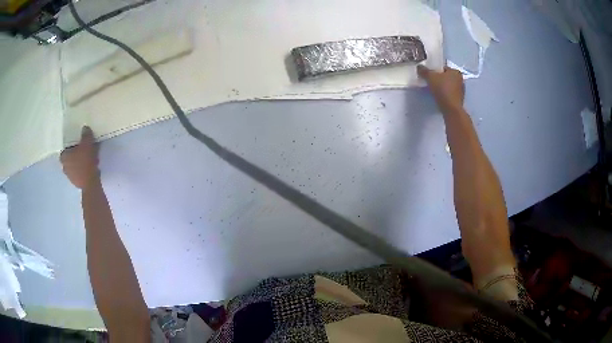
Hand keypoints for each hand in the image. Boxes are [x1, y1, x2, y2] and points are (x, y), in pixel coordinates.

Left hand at [61, 126, 99, 189]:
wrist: (90, 182)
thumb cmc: (85, 161)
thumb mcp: (87, 143)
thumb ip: (86, 135)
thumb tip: (85, 128)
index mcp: (64, 157)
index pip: (65, 149)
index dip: (70, 146)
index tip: (77, 145)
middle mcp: (64, 167)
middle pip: (69, 159)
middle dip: (75, 155)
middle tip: (82, 152)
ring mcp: (70, 177)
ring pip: (74, 167)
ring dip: (79, 164)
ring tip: (87, 160)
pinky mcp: (76, 183)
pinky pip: (79, 174)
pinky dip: (82, 171)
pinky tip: (89, 168)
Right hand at [417, 65, 464, 112]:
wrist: (451, 109)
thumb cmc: (443, 90)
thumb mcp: (430, 78)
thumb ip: (424, 71)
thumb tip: (419, 67)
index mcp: (456, 71)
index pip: (443, 68)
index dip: (435, 70)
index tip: (429, 75)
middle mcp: (460, 80)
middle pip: (446, 77)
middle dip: (439, 79)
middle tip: (430, 82)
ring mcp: (461, 91)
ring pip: (448, 86)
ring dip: (442, 87)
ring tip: (433, 90)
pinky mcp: (459, 100)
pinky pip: (450, 94)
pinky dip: (445, 94)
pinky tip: (439, 97)